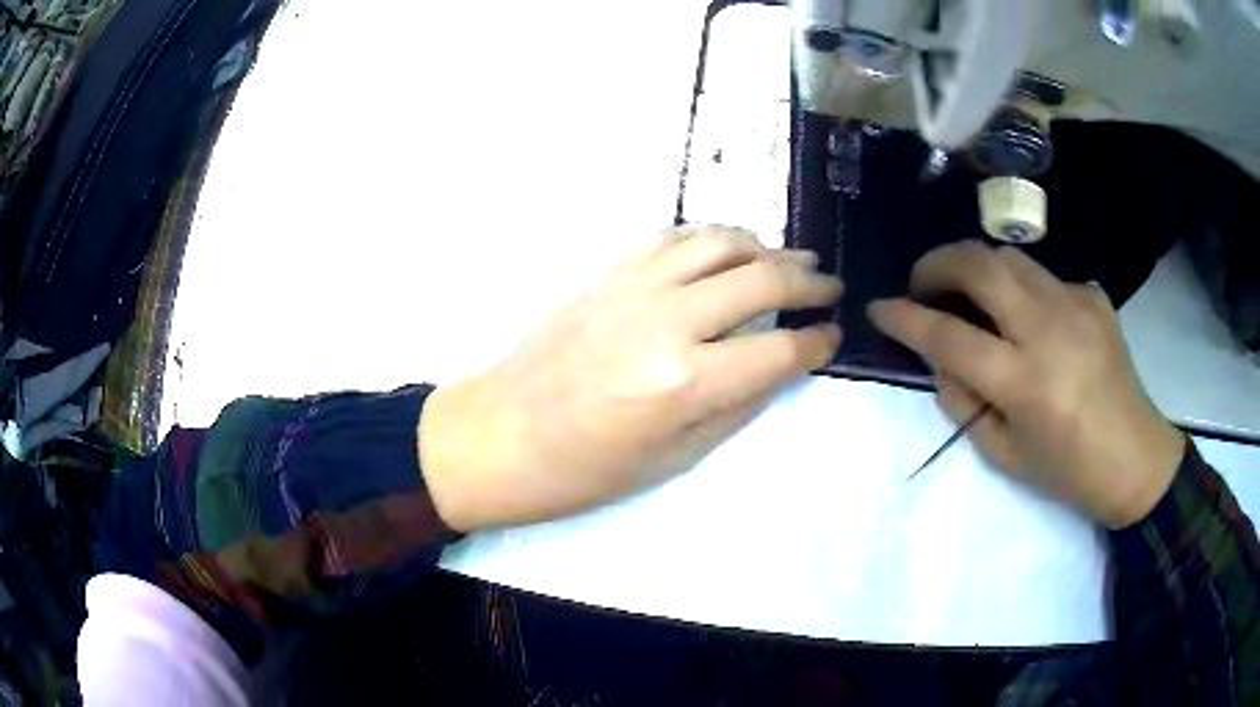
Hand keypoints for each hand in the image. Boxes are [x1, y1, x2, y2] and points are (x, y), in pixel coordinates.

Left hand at [420, 226, 842, 531]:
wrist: (500, 435)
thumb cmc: (584, 469)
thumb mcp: (674, 459)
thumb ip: (737, 406)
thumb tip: (782, 366)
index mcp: (684, 383)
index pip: (778, 349)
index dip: (817, 342)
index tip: (833, 336)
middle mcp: (666, 321)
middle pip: (760, 280)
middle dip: (807, 282)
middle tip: (829, 287)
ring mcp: (633, 287)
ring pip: (719, 242)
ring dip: (764, 246)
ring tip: (788, 260)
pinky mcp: (607, 273)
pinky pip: (672, 237)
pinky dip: (710, 237)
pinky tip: (726, 250)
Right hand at [868, 241, 1184, 528]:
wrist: (1136, 458)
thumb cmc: (1069, 472)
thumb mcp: (1004, 457)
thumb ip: (964, 403)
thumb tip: (943, 360)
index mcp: (1025, 383)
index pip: (949, 336)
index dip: (905, 317)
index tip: (879, 307)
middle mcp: (1049, 329)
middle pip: (979, 264)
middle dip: (936, 263)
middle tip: (922, 283)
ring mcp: (1075, 304)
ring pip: (1009, 256)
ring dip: (975, 265)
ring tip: (968, 292)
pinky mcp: (1093, 296)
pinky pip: (1043, 278)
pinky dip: (1021, 289)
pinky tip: (1029, 319)